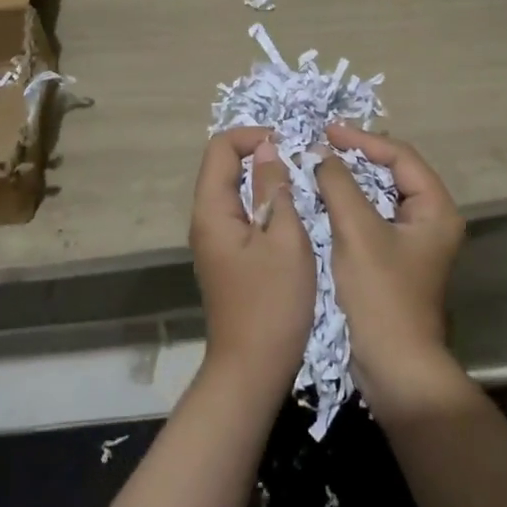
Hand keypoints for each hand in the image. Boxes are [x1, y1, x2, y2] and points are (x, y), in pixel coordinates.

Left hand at [189, 129, 314, 396]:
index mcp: (212, 210)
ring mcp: (214, 240)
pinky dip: (263, 203)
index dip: (253, 136)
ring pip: (235, 190)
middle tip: (300, 164)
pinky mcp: (227, 256)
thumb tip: (267, 149)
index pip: (221, 148)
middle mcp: (205, 219)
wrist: (252, 370)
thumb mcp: (285, 240)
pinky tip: (291, 216)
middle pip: (225, 166)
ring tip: (300, 185)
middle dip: (261, 155)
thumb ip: (274, 189)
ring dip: (264, 180)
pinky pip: (241, 213)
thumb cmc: (273, 303)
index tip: (289, 145)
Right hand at [317, 125, 466, 419]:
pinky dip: (349, 204)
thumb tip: (322, 154)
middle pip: (394, 173)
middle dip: (357, 156)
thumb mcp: (357, 233)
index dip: (364, 140)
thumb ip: (340, 185)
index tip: (327, 131)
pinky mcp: (394, 259)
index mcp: (436, 210)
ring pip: (380, 196)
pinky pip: (372, 217)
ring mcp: (413, 242)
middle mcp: (431, 220)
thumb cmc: (381, 296)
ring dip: (351, 179)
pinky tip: (323, 198)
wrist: (394, 369)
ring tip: (319, 164)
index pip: (401, 157)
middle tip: (322, 143)